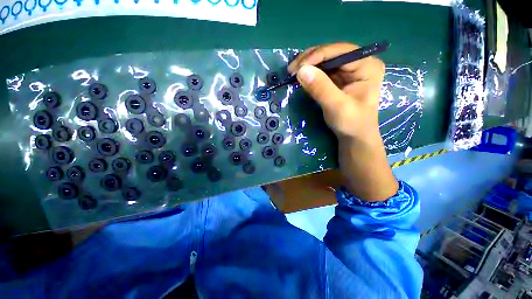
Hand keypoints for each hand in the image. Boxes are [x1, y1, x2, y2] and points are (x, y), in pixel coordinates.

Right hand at [288, 43, 383, 144]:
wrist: (354, 137)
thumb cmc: (351, 124)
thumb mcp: (337, 107)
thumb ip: (321, 88)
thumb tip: (301, 70)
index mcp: (367, 65)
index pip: (340, 51)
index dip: (316, 56)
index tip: (297, 68)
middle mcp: (359, 63)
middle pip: (331, 53)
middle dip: (309, 60)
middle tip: (291, 70)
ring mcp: (348, 70)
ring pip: (324, 61)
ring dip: (307, 65)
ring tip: (293, 73)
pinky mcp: (339, 79)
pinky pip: (322, 71)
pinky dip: (310, 73)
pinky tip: (300, 77)